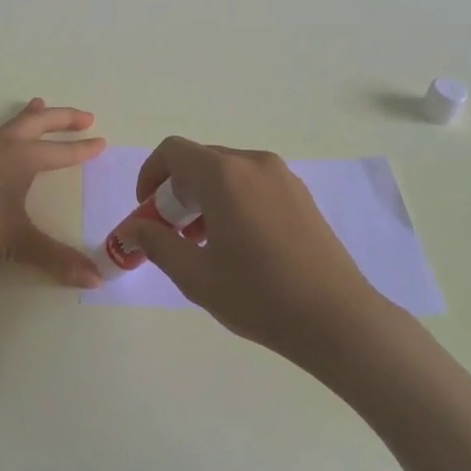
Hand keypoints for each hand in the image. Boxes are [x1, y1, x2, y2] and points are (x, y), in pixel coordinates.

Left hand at [0, 100, 107, 286]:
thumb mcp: (18, 243)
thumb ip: (57, 260)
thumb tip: (96, 280)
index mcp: (23, 159)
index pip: (61, 153)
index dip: (83, 150)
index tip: (102, 142)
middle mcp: (3, 146)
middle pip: (39, 124)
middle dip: (63, 119)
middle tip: (84, 116)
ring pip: (9, 124)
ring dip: (28, 115)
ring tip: (39, 103)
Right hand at [128, 137, 384, 364]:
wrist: (337, 319)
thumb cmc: (259, 296)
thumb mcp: (196, 275)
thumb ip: (157, 244)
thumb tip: (133, 229)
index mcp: (224, 175)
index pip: (173, 152)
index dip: (150, 175)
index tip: (148, 212)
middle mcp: (253, 163)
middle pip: (200, 160)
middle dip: (177, 191)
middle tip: (172, 234)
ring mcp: (282, 176)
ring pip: (228, 172)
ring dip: (205, 197)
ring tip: (205, 244)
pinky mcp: (301, 194)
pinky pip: (253, 183)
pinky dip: (233, 200)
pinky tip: (240, 244)